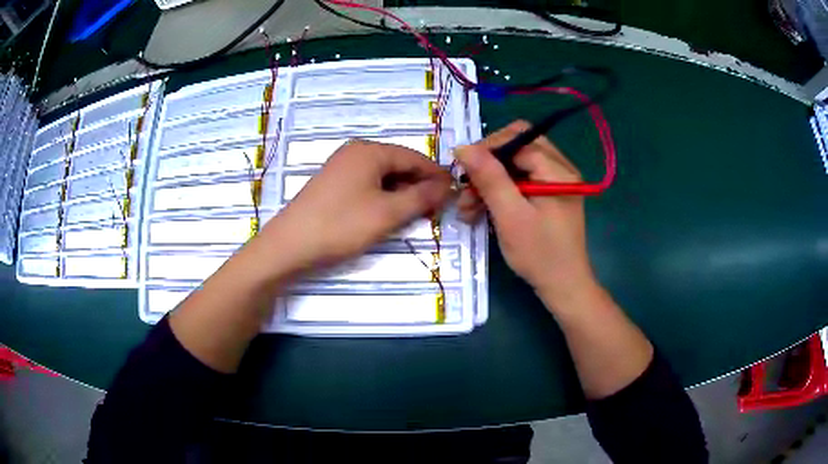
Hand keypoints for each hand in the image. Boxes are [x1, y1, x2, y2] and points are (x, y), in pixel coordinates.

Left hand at [260, 139, 451, 272]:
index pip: (415, 157)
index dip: (437, 176)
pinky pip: (367, 184)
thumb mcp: (388, 213)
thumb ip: (421, 197)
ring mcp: (341, 166)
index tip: (454, 195)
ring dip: (402, 193)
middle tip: (435, 210)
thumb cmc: (341, 226)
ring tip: (415, 215)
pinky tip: (387, 213)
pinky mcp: (332, 183)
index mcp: (370, 151)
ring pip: (383, 176)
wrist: (289, 245)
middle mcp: (355, 151)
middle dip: (419, 185)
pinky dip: (383, 197)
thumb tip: (447, 185)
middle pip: (398, 164)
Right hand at [455, 121, 595, 304]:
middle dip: (487, 166)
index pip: (517, 139)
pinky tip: (481, 211)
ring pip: (515, 166)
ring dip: (489, 182)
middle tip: (466, 190)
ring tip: (467, 209)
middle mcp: (560, 169)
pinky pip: (520, 182)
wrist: (563, 287)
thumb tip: (463, 147)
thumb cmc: (539, 254)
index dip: (487, 150)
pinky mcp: (549, 196)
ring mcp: (555, 182)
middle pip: (516, 148)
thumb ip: (490, 178)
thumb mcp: (511, 216)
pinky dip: (500, 193)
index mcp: (557, 170)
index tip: (462, 172)